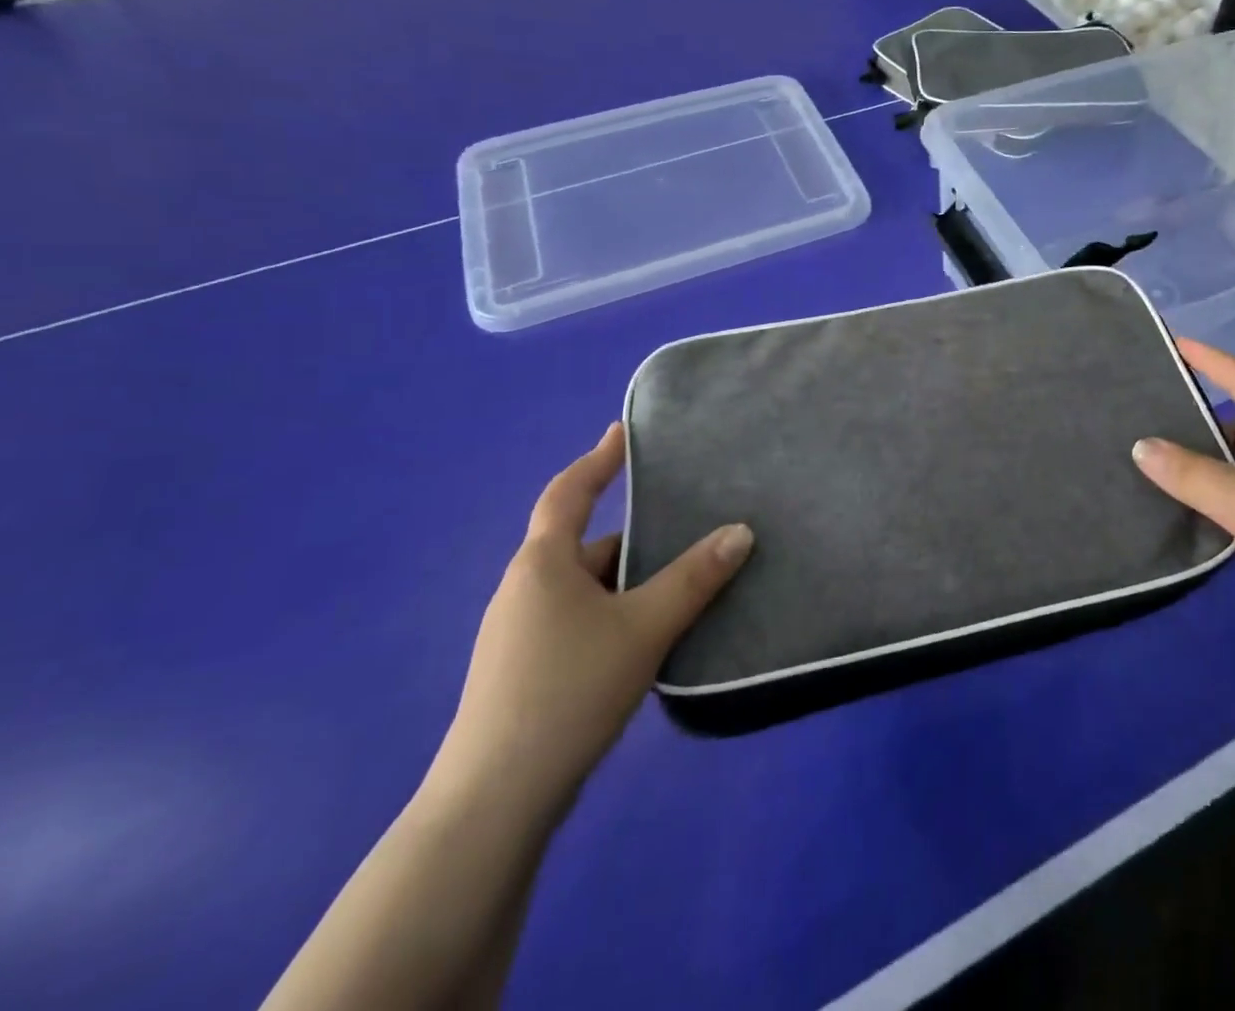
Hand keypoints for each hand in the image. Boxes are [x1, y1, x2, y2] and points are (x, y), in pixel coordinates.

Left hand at [429, 423, 752, 813]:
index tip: (624, 431)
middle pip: (585, 545)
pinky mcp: (525, 673)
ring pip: (587, 588)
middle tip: (687, 526)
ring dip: (630, 582)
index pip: (569, 492)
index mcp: (542, 564)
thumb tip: (741, 532)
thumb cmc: (567, 691)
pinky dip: (616, 615)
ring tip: (683, 585)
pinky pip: (580, 621)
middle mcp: (525, 590)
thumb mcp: (643, 627)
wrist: (492, 804)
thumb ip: (694, 578)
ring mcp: (519, 635)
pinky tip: (649, 639)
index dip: (599, 459)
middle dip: (636, 537)